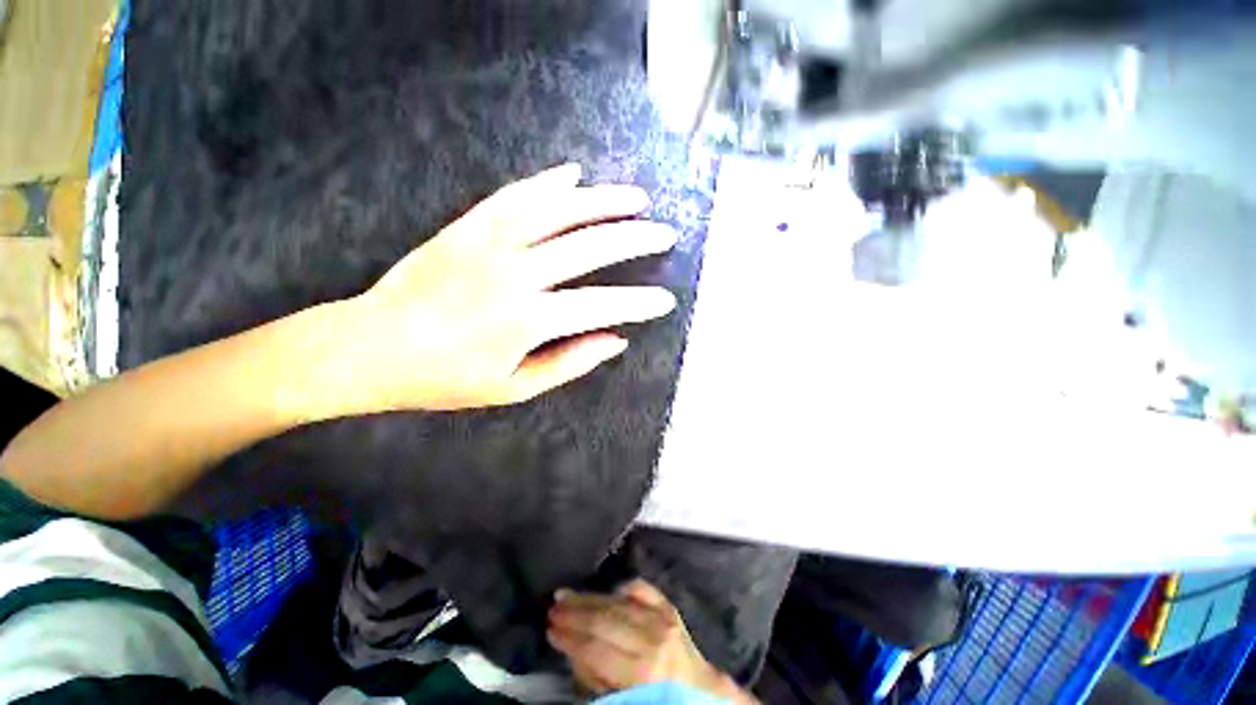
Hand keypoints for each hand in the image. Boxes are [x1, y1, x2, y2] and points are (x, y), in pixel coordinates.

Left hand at [324, 163, 677, 413]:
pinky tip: (573, 175)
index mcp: (529, 319)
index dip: (640, 303)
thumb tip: (615, 340)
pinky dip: (548, 183)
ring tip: (635, 197)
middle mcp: (516, 273)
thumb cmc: (444, 379)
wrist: (369, 348)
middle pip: (590, 245)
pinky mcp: (467, 227)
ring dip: (602, 201)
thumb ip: (569, 363)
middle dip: (635, 238)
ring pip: (558, 210)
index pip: (602, 305)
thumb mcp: (513, 388)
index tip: (666, 300)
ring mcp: (490, 243)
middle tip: (665, 233)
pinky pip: (514, 196)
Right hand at [548, 579, 754, 701]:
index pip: (595, 648)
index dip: (569, 638)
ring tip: (565, 594)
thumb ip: (596, 677)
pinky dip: (621, 587)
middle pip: (604, 619)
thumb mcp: (622, 699)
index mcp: (642, 670)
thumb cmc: (657, 700)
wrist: (699, 692)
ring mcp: (662, 617)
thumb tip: (573, 650)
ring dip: (588, 597)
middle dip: (574, 614)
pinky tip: (606, 589)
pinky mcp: (668, 606)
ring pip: (617, 601)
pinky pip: (641, 588)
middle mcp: (652, 638)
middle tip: (552, 608)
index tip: (550, 629)